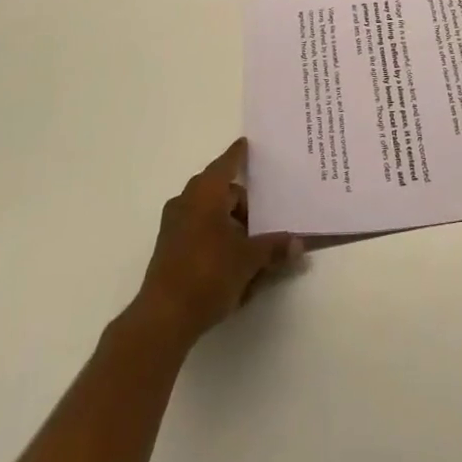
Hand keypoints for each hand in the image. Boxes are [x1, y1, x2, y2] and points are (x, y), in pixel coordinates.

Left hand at [134, 139, 299, 345]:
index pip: (227, 164)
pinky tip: (234, 261)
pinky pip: (200, 232)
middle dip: (243, 203)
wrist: (163, 319)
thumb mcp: (248, 259)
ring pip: (210, 214)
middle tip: (266, 218)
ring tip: (253, 244)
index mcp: (205, 192)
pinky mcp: (170, 250)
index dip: (239, 154)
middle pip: (221, 192)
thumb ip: (274, 248)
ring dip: (231, 223)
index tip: (246, 143)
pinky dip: (217, 238)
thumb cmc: (208, 273)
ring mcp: (174, 227)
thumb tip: (298, 244)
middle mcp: (187, 202)